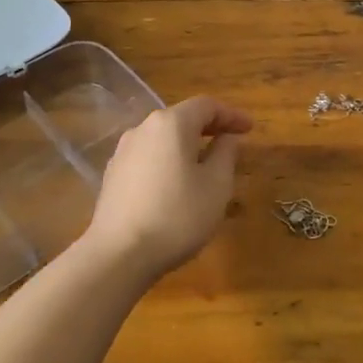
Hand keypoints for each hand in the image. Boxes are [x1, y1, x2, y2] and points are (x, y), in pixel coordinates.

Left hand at [84, 97, 253, 279]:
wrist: (118, 256)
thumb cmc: (177, 216)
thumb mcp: (216, 186)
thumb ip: (225, 154)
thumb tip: (227, 137)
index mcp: (171, 124)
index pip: (207, 106)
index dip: (231, 115)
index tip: (250, 128)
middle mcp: (144, 128)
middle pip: (182, 118)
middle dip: (209, 128)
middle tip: (231, 143)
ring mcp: (123, 151)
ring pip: (163, 139)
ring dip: (187, 146)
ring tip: (205, 166)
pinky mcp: (112, 175)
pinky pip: (148, 158)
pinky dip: (167, 161)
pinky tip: (175, 185)